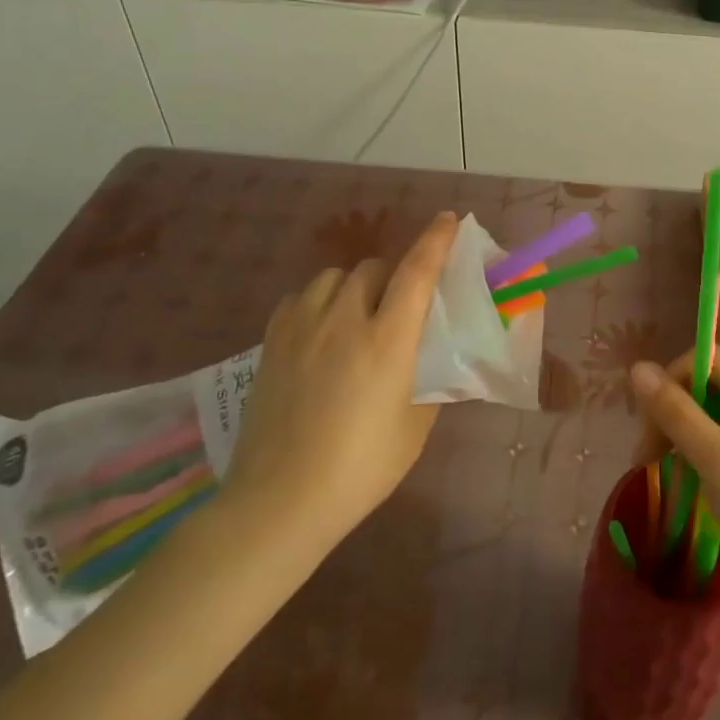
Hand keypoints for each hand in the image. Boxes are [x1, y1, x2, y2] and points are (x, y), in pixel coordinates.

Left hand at [219, 212, 457, 560]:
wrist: (281, 500)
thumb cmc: (362, 467)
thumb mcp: (416, 425)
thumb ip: (429, 378)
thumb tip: (434, 354)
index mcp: (388, 341)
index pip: (417, 272)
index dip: (436, 240)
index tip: (449, 219)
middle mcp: (345, 321)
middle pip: (374, 268)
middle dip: (395, 274)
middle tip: (402, 303)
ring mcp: (301, 328)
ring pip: (334, 277)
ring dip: (355, 284)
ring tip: (358, 312)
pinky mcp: (271, 342)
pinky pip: (300, 298)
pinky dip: (319, 301)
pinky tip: (321, 328)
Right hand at [631, 347, 719, 624]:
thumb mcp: (718, 460)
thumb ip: (676, 412)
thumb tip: (637, 368)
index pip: (707, 361)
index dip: (671, 383)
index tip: (647, 426)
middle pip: (706, 387)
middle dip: (672, 415)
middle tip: (645, 457)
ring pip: (709, 417)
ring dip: (680, 439)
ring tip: (659, 472)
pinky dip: (697, 457)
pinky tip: (686, 483)